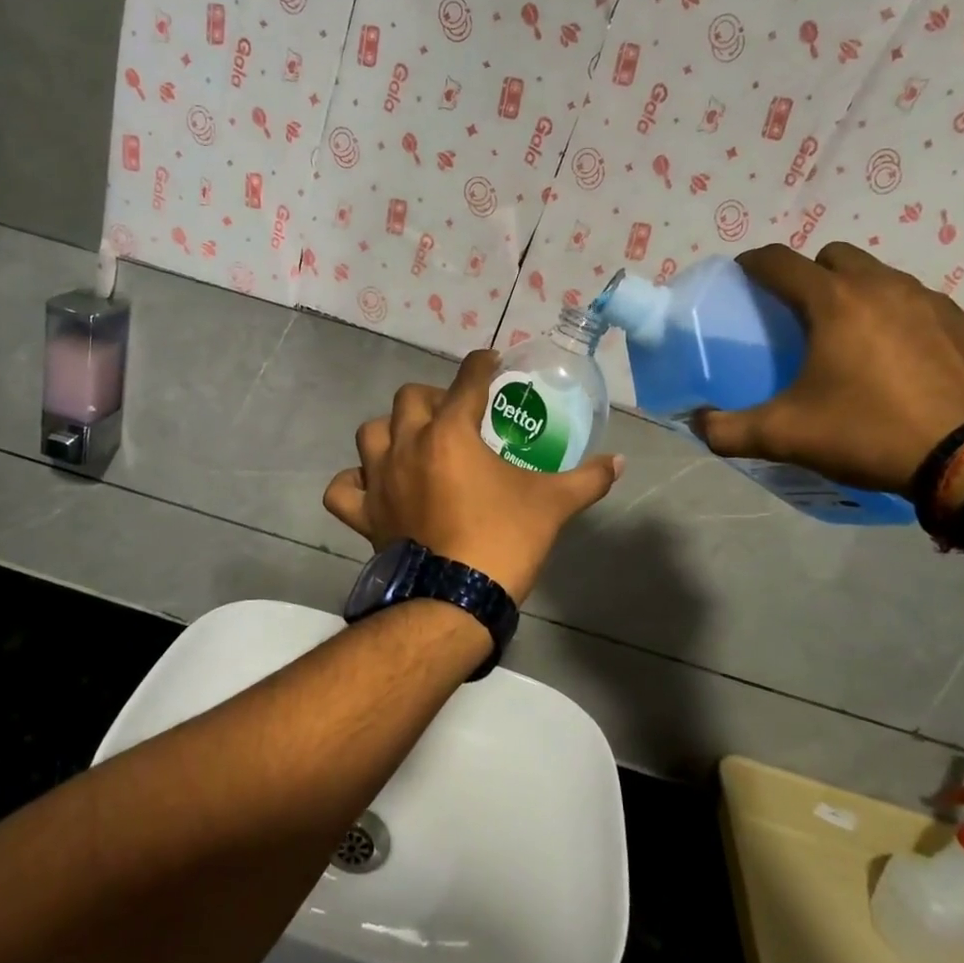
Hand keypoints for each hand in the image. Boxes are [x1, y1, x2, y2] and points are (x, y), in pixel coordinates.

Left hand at [323, 350, 623, 601]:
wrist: (455, 601)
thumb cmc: (504, 541)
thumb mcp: (553, 505)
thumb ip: (587, 479)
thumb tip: (620, 462)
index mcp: (450, 434)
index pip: (467, 381)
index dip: (481, 365)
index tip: (490, 361)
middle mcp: (407, 446)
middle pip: (410, 397)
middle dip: (434, 397)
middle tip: (456, 416)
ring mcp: (379, 480)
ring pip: (370, 433)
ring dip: (391, 431)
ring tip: (414, 444)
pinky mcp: (363, 515)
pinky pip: (344, 488)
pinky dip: (355, 482)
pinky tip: (373, 486)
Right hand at [696, 243, 963, 493]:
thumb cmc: (870, 433)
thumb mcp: (786, 436)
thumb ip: (728, 430)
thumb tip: (696, 423)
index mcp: (834, 302)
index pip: (780, 261)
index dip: (753, 263)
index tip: (742, 277)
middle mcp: (884, 287)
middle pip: (835, 257)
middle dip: (810, 274)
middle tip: (799, 314)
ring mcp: (934, 302)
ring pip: (883, 278)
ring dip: (859, 294)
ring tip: (852, 339)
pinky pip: (924, 308)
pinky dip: (903, 321)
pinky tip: (903, 362)